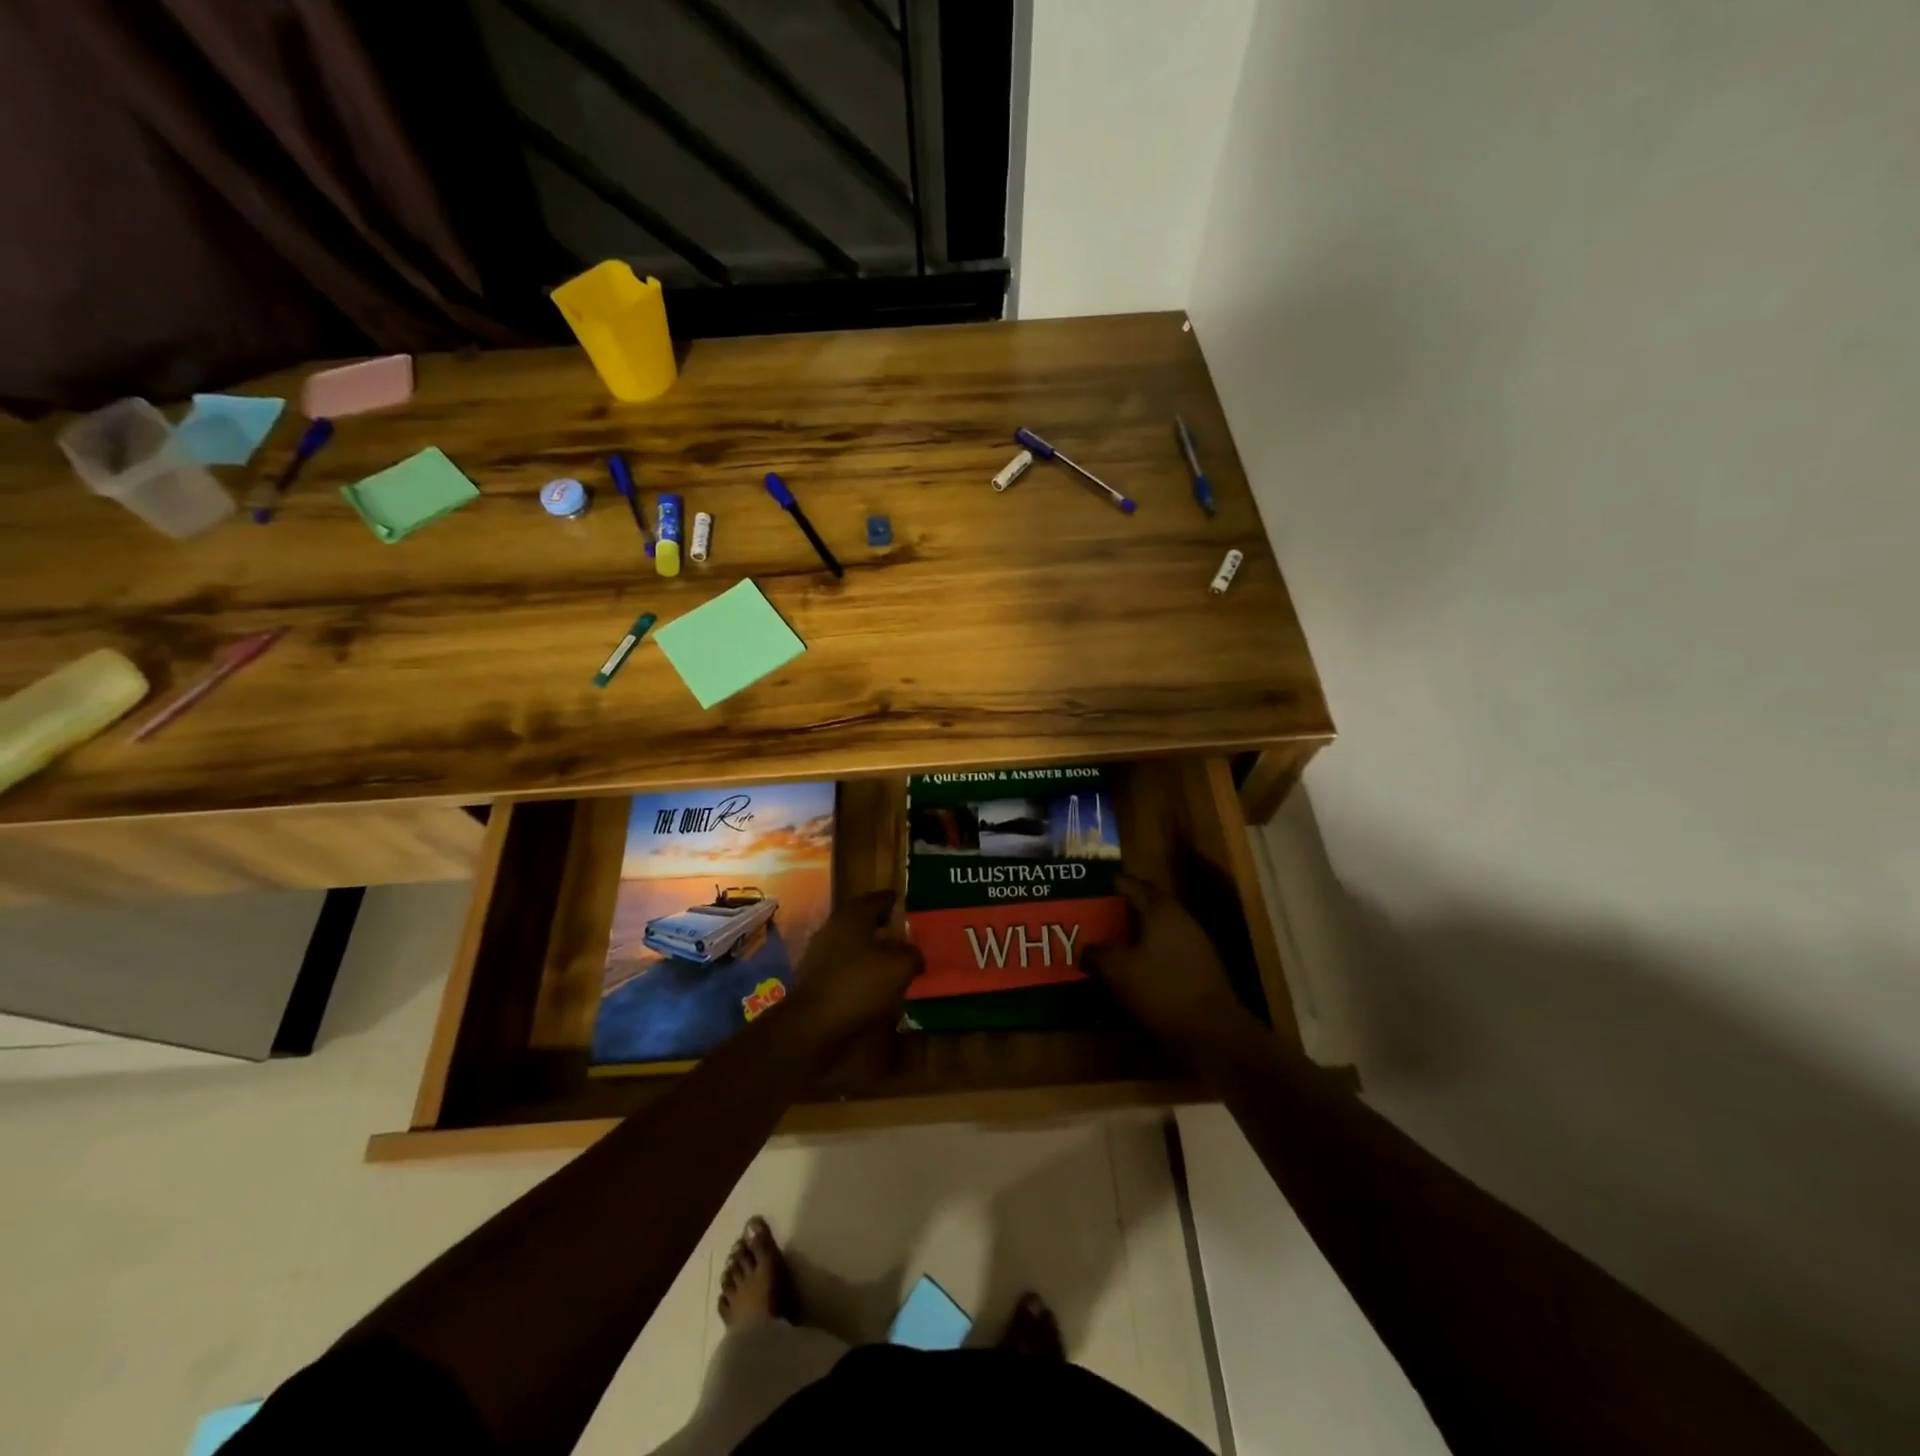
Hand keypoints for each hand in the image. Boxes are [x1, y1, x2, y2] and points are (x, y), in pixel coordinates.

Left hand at [784, 890, 923, 1048]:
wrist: (811, 1023)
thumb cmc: (859, 986)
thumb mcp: (899, 969)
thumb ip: (912, 955)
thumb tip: (915, 954)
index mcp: (855, 914)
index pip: (880, 898)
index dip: (896, 901)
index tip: (909, 907)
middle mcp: (835, 925)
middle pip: (863, 918)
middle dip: (882, 924)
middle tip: (903, 934)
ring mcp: (820, 949)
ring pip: (852, 940)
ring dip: (869, 947)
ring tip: (890, 960)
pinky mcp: (813, 973)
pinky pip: (842, 962)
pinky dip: (857, 966)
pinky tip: (870, 981)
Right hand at [1083, 874, 1264, 1063]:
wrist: (1213, 1033)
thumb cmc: (1162, 990)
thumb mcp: (1116, 971)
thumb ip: (1096, 954)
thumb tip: (1085, 949)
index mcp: (1161, 909)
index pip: (1132, 884)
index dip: (1110, 884)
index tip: (1088, 888)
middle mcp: (1181, 918)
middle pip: (1146, 905)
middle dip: (1120, 910)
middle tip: (1095, 917)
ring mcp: (1196, 943)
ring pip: (1158, 929)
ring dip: (1135, 933)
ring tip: (1109, 943)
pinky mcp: (1201, 968)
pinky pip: (1167, 950)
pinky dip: (1149, 953)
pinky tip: (1134, 969)